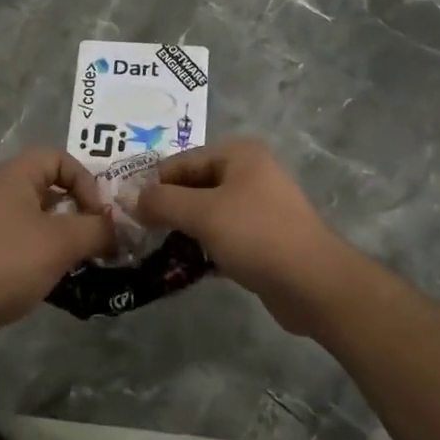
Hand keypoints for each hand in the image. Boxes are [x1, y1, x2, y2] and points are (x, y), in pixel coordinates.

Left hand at [0, 148, 114, 349]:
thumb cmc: (11, 261)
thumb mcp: (64, 241)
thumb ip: (98, 229)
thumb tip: (118, 229)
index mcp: (14, 175)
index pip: (60, 158)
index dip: (86, 180)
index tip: (99, 213)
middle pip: (50, 186)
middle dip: (79, 209)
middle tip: (98, 235)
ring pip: (38, 216)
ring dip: (65, 233)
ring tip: (84, 258)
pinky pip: (24, 239)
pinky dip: (44, 251)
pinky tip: (58, 275)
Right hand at [133, 140, 343, 334]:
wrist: (314, 284)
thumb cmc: (257, 236)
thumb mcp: (203, 214)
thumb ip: (162, 202)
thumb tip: (130, 198)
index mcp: (238, 155)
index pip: (180, 162)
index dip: (151, 185)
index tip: (124, 212)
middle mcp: (248, 174)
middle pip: (192, 187)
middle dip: (165, 210)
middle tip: (135, 234)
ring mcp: (256, 208)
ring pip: (205, 214)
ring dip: (181, 232)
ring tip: (151, 252)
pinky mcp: (259, 240)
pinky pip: (220, 237)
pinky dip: (200, 248)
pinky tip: (179, 267)